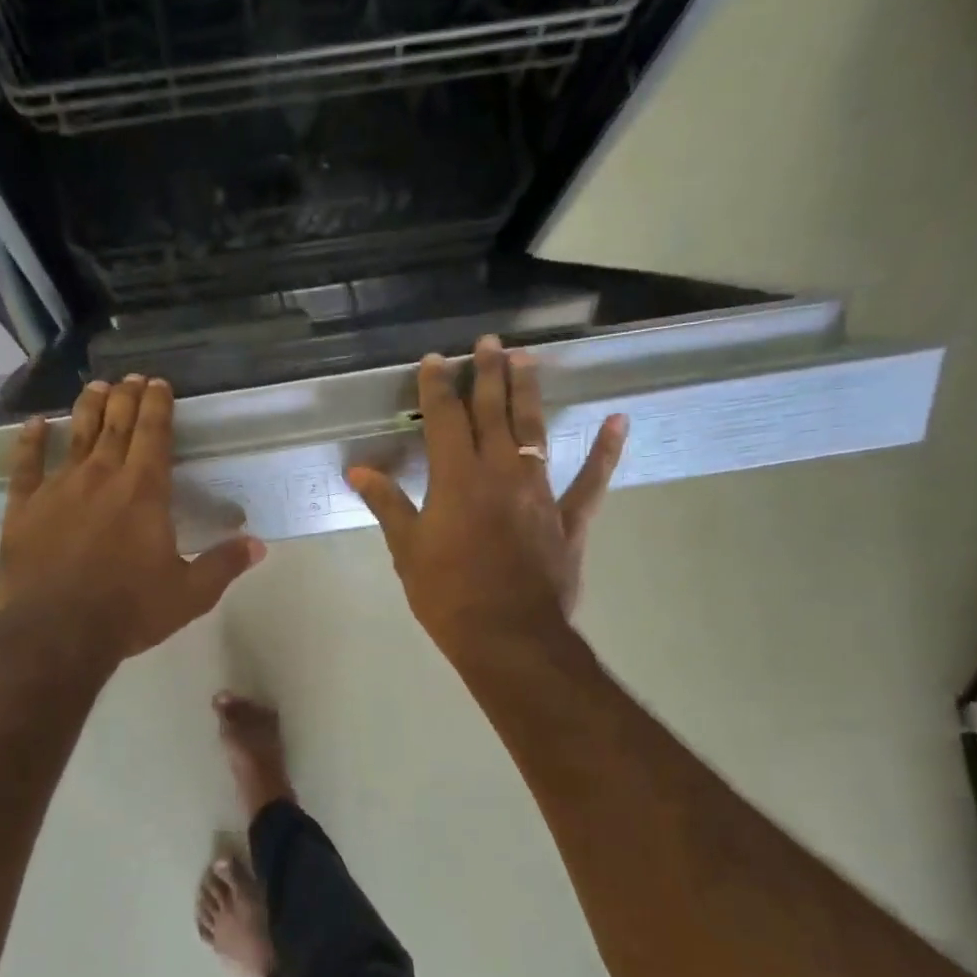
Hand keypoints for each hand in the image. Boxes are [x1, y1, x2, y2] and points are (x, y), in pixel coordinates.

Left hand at [0, 375, 264, 662]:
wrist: (56, 633)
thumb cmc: (129, 612)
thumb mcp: (189, 594)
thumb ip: (223, 565)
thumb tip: (258, 545)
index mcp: (144, 492)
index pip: (154, 434)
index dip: (158, 405)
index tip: (159, 383)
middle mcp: (101, 477)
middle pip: (116, 425)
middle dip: (126, 397)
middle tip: (131, 378)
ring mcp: (58, 488)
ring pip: (75, 435)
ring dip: (87, 408)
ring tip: (95, 387)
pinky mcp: (24, 508)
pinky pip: (26, 466)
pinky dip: (29, 442)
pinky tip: (33, 426)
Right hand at [346, 335, 626, 656]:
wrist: (507, 636)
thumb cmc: (447, 595)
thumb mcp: (407, 549)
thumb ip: (387, 503)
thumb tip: (358, 469)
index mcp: (456, 478)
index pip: (443, 418)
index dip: (437, 386)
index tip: (435, 360)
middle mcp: (500, 471)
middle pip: (493, 411)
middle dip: (488, 373)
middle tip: (489, 341)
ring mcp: (539, 492)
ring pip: (534, 430)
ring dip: (529, 393)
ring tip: (527, 359)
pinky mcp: (568, 519)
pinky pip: (590, 480)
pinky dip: (605, 451)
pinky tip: (618, 421)